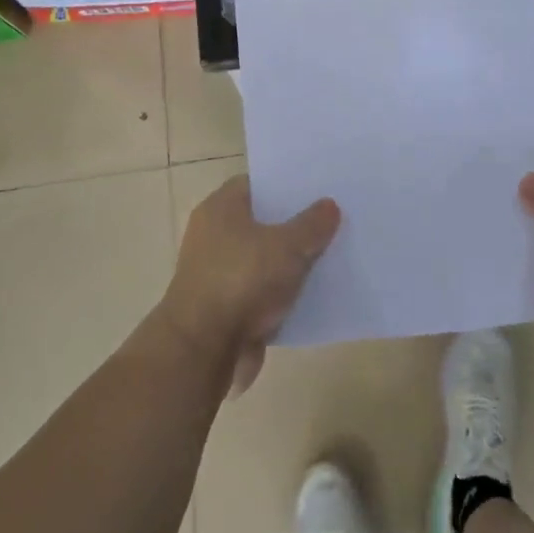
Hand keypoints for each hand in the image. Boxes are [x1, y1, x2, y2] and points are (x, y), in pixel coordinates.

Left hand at [159, 175, 340, 395]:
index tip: (317, 190)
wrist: (203, 349)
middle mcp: (212, 234)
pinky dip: (279, 293)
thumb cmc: (242, 281)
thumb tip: (329, 205)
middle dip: (292, 224)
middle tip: (330, 222)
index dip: (286, 185)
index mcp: (221, 208)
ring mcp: (216, 272)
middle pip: (260, 221)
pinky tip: (310, 294)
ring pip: (262, 258)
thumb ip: (312, 224)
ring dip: (287, 262)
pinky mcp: (222, 307)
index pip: (256, 184)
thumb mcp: (288, 247)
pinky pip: (259, 291)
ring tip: (328, 257)